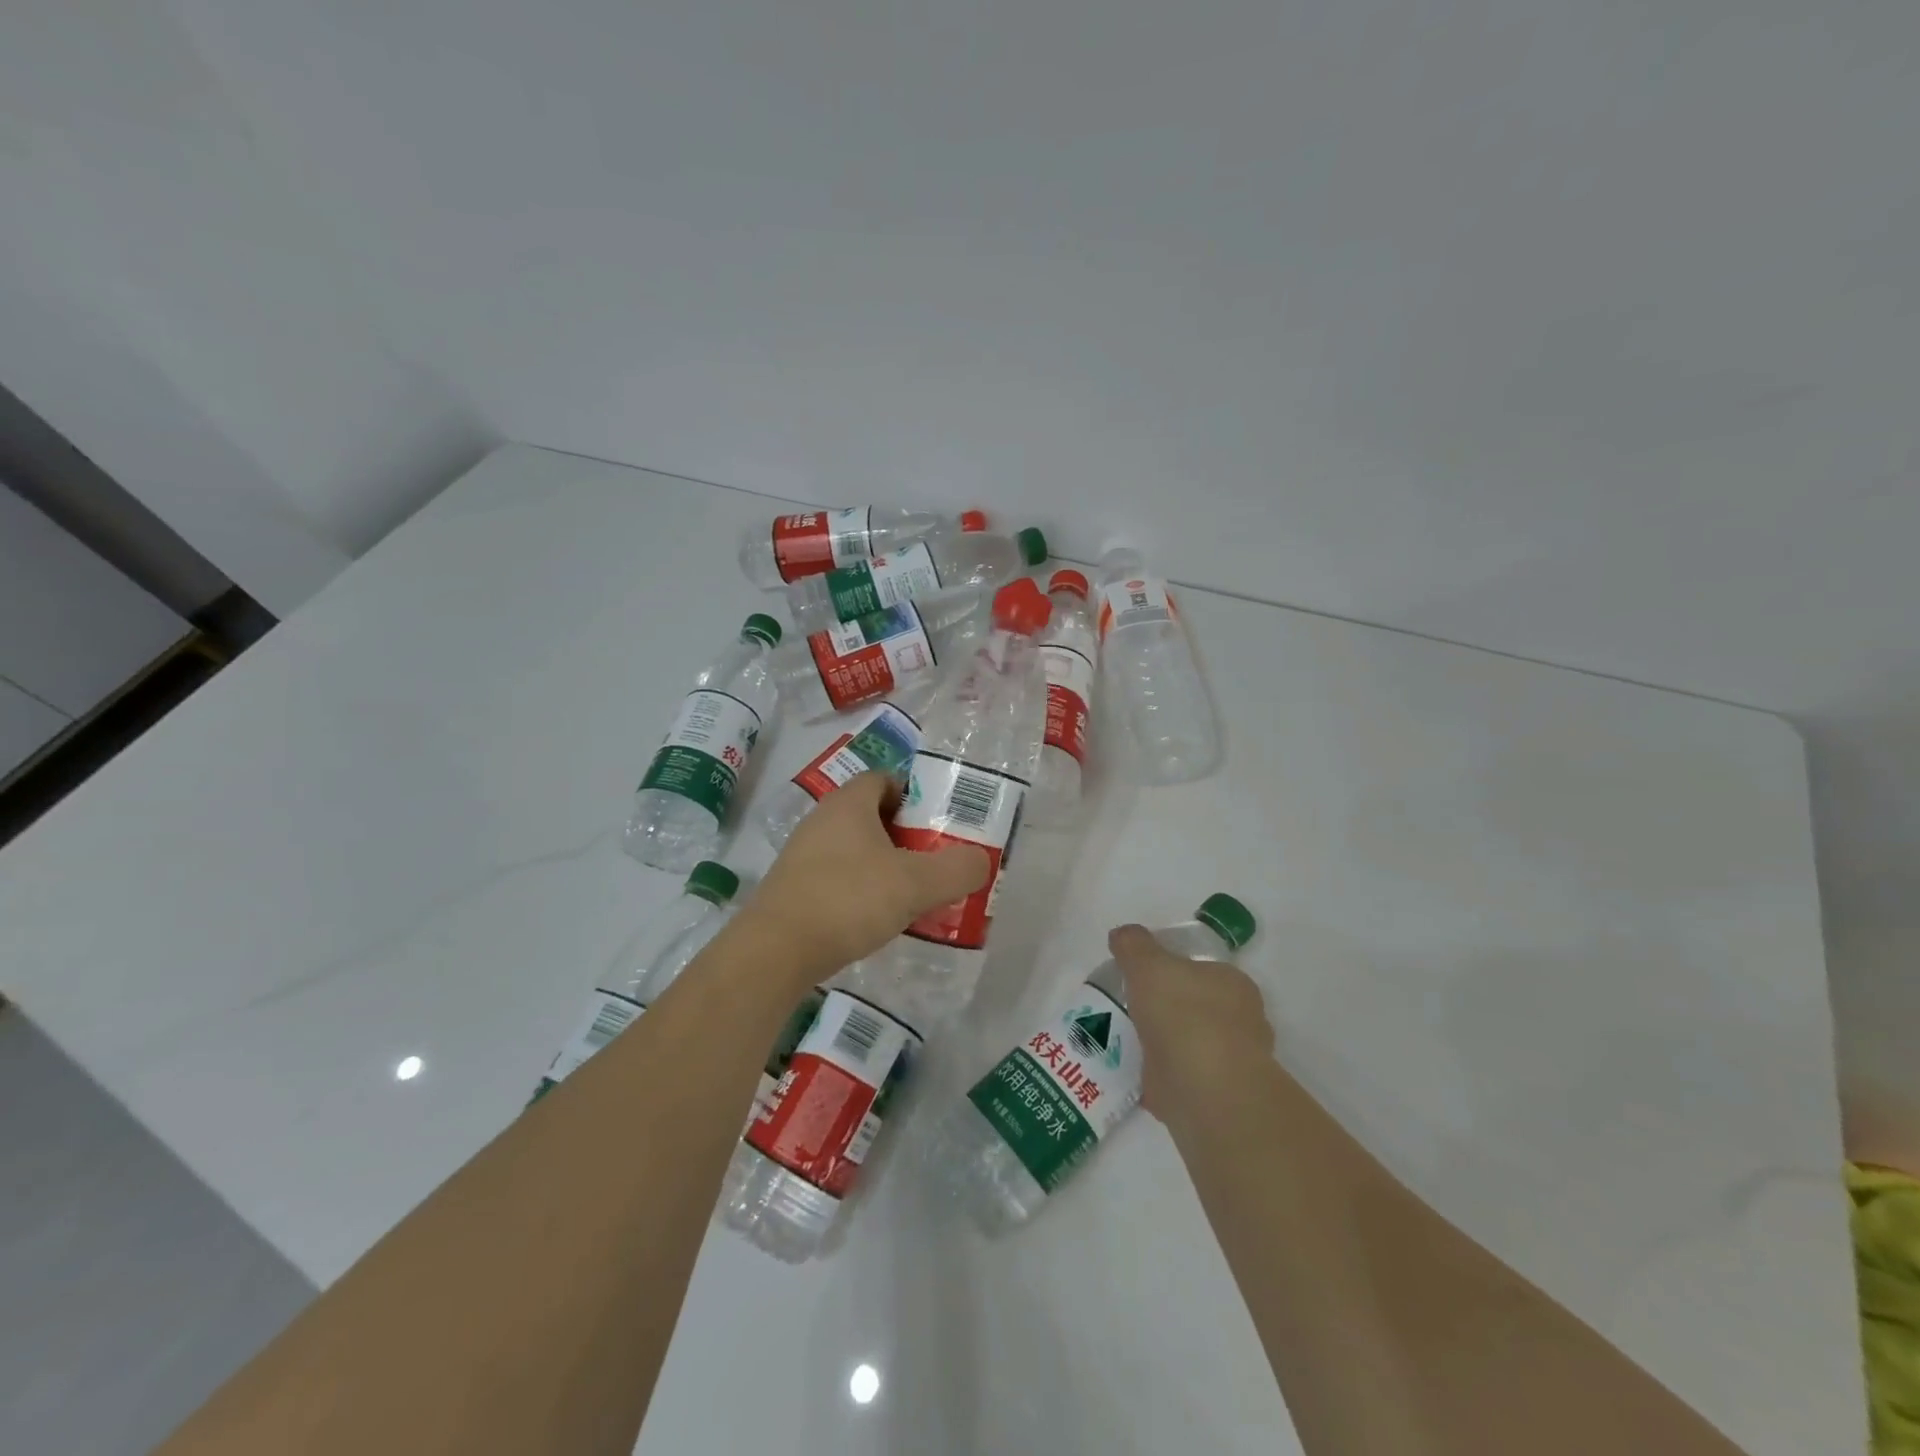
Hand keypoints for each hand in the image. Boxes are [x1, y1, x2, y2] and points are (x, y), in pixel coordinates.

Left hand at [742, 773, 989, 987]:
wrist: (774, 952)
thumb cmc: (849, 900)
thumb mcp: (916, 884)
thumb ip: (957, 869)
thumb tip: (981, 861)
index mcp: (849, 804)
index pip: (885, 779)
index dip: (914, 796)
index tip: (937, 825)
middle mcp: (821, 820)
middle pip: (870, 814)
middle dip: (903, 835)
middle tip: (932, 861)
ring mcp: (801, 855)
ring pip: (852, 848)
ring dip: (881, 865)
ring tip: (909, 894)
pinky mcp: (792, 889)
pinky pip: (835, 877)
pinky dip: (858, 889)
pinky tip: (873, 919)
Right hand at [1108, 924, 1274, 1124]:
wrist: (1206, 1090)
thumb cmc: (1183, 1014)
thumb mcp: (1148, 964)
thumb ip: (1133, 945)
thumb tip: (1122, 935)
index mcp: (1232, 983)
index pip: (1201, 969)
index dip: (1172, 970)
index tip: (1142, 977)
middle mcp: (1240, 1021)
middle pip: (1196, 1006)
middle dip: (1168, 1009)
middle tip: (1131, 1009)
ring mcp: (1230, 1063)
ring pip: (1190, 1045)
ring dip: (1164, 1045)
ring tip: (1125, 1042)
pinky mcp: (1215, 1098)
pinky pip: (1180, 1079)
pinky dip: (1159, 1077)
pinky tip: (1132, 1073)